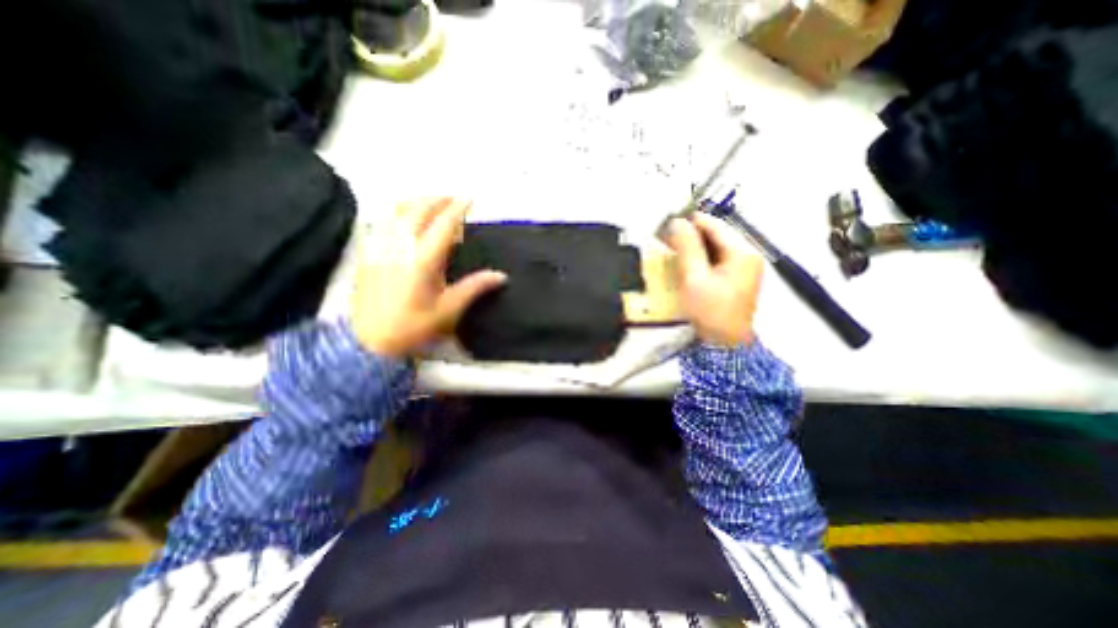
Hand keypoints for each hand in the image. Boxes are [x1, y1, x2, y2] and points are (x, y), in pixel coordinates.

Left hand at [353, 198, 506, 360]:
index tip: (469, 199)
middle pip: (418, 209)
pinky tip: (405, 219)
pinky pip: (383, 221)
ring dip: (417, 202)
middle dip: (437, 199)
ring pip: (397, 211)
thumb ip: (474, 287)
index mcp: (422, 260)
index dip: (457, 209)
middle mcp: (399, 246)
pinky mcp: (368, 252)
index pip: (443, 224)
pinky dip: (398, 213)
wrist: (369, 341)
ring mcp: (380, 246)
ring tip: (432, 205)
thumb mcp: (449, 310)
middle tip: (452, 199)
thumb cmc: (413, 326)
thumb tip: (501, 276)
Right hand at [667, 214, 764, 345]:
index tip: (666, 226)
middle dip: (690, 236)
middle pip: (716, 234)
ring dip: (694, 247)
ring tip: (672, 251)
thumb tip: (677, 222)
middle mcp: (748, 255)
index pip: (714, 224)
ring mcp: (744, 268)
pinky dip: (700, 259)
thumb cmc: (710, 311)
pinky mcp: (737, 279)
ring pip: (715, 247)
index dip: (689, 222)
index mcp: (742, 252)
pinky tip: (686, 265)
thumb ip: (687, 247)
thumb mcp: (694, 278)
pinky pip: (717, 260)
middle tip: (666, 240)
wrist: (724, 346)